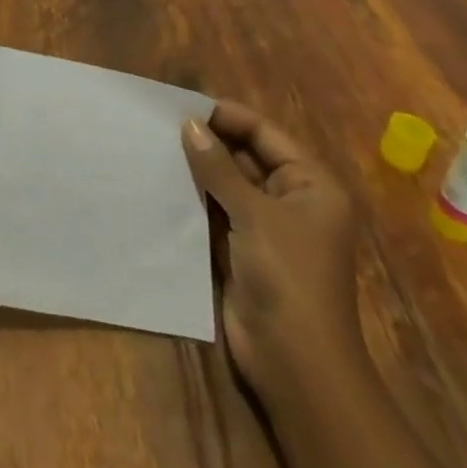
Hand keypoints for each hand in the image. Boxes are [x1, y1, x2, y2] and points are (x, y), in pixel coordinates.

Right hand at [182, 100, 360, 397]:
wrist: (294, 363)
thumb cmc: (287, 277)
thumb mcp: (253, 213)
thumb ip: (218, 166)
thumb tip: (188, 124)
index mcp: (311, 185)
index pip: (264, 133)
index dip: (226, 116)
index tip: (181, 104)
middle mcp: (292, 199)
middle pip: (246, 154)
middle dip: (208, 140)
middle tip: (160, 122)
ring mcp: (266, 225)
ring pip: (227, 181)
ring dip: (197, 166)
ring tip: (154, 144)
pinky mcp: (242, 246)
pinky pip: (216, 207)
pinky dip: (193, 193)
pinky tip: (161, 178)